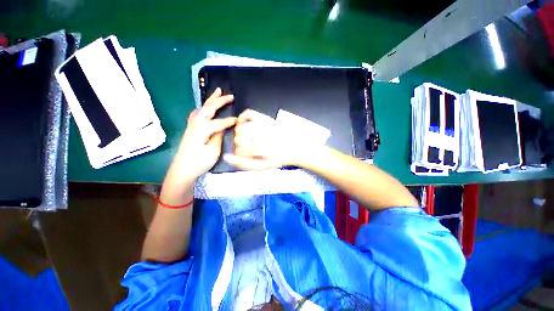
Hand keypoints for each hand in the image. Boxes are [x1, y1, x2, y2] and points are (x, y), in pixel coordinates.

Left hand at [168, 88, 235, 182]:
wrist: (182, 170)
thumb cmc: (199, 163)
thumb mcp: (213, 152)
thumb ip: (218, 137)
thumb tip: (223, 127)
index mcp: (201, 130)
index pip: (218, 122)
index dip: (229, 121)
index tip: (239, 120)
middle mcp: (195, 125)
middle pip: (208, 109)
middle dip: (220, 101)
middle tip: (230, 95)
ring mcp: (191, 126)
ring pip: (202, 109)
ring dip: (210, 100)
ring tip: (217, 92)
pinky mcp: (191, 129)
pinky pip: (198, 113)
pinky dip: (204, 107)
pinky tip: (206, 107)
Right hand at [223, 109, 301, 170]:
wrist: (293, 148)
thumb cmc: (279, 158)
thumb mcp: (263, 166)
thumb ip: (244, 164)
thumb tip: (227, 158)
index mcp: (261, 149)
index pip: (239, 151)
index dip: (238, 155)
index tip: (242, 155)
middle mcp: (261, 135)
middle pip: (238, 138)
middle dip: (239, 145)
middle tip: (244, 147)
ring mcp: (263, 125)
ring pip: (241, 127)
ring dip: (239, 134)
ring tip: (244, 138)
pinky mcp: (265, 118)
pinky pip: (249, 114)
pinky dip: (243, 118)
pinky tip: (243, 124)